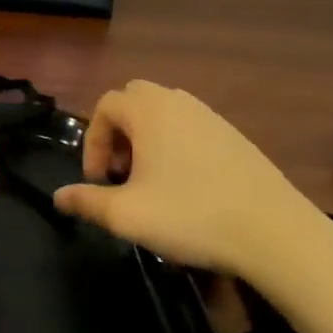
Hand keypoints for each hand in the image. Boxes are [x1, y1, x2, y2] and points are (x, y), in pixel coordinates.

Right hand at [53, 81, 332, 291]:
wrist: (274, 232)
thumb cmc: (191, 216)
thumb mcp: (128, 215)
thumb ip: (87, 202)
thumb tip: (58, 197)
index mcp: (148, 110)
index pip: (104, 106)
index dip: (93, 142)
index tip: (99, 181)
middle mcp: (178, 101)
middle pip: (133, 100)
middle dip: (118, 133)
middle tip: (121, 174)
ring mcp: (210, 115)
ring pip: (163, 113)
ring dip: (146, 139)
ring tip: (150, 182)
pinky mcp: (233, 135)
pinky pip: (190, 127)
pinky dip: (174, 145)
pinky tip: (186, 186)